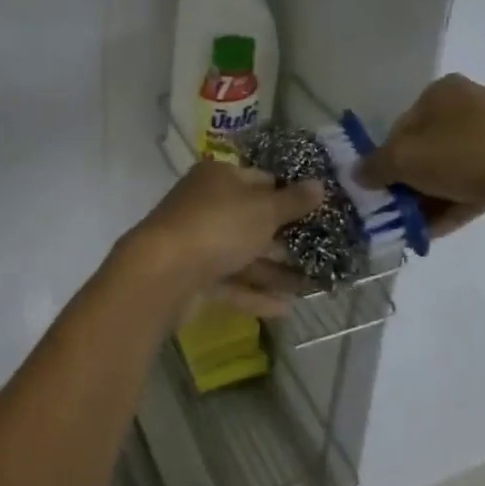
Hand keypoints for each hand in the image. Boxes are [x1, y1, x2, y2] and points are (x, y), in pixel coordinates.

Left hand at [114, 161, 322, 311]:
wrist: (162, 274)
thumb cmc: (218, 227)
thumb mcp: (263, 210)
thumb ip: (293, 201)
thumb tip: (320, 184)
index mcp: (219, 178)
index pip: (262, 180)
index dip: (290, 194)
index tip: (320, 212)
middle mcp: (207, 205)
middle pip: (253, 219)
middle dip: (286, 238)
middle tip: (322, 253)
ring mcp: (199, 242)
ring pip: (243, 254)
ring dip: (275, 270)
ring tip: (312, 287)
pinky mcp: (194, 277)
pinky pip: (231, 282)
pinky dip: (255, 293)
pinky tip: (286, 308)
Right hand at [358, 74, 484, 234]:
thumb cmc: (462, 156)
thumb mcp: (404, 161)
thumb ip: (375, 166)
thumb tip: (357, 173)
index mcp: (444, 89)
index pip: (403, 123)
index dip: (389, 157)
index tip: (386, 188)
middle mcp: (474, 100)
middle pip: (431, 144)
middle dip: (414, 179)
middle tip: (403, 208)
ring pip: (457, 163)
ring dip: (436, 193)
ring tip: (423, 226)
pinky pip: (483, 176)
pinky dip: (462, 197)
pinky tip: (447, 225)